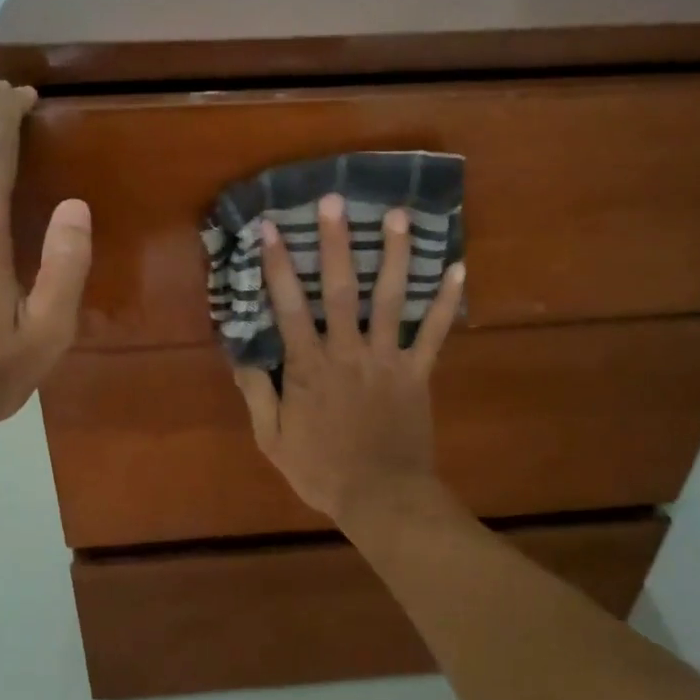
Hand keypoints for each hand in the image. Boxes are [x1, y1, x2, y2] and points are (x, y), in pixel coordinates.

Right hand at [231, 194, 465, 526]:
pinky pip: (434, 333)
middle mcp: (347, 352)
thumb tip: (241, 353)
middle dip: (336, 243)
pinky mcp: (418, 372)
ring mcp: (387, 359)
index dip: (279, 266)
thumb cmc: (322, 470)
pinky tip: (458, 268)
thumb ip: (257, 394)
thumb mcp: (272, 439)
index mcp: (309, 367)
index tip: (272, 227)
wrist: (382, 498)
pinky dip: (446, 302)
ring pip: (391, 300)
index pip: (289, 307)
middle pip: (340, 290)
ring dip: (395, 256)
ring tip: (400, 215)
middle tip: (336, 200)